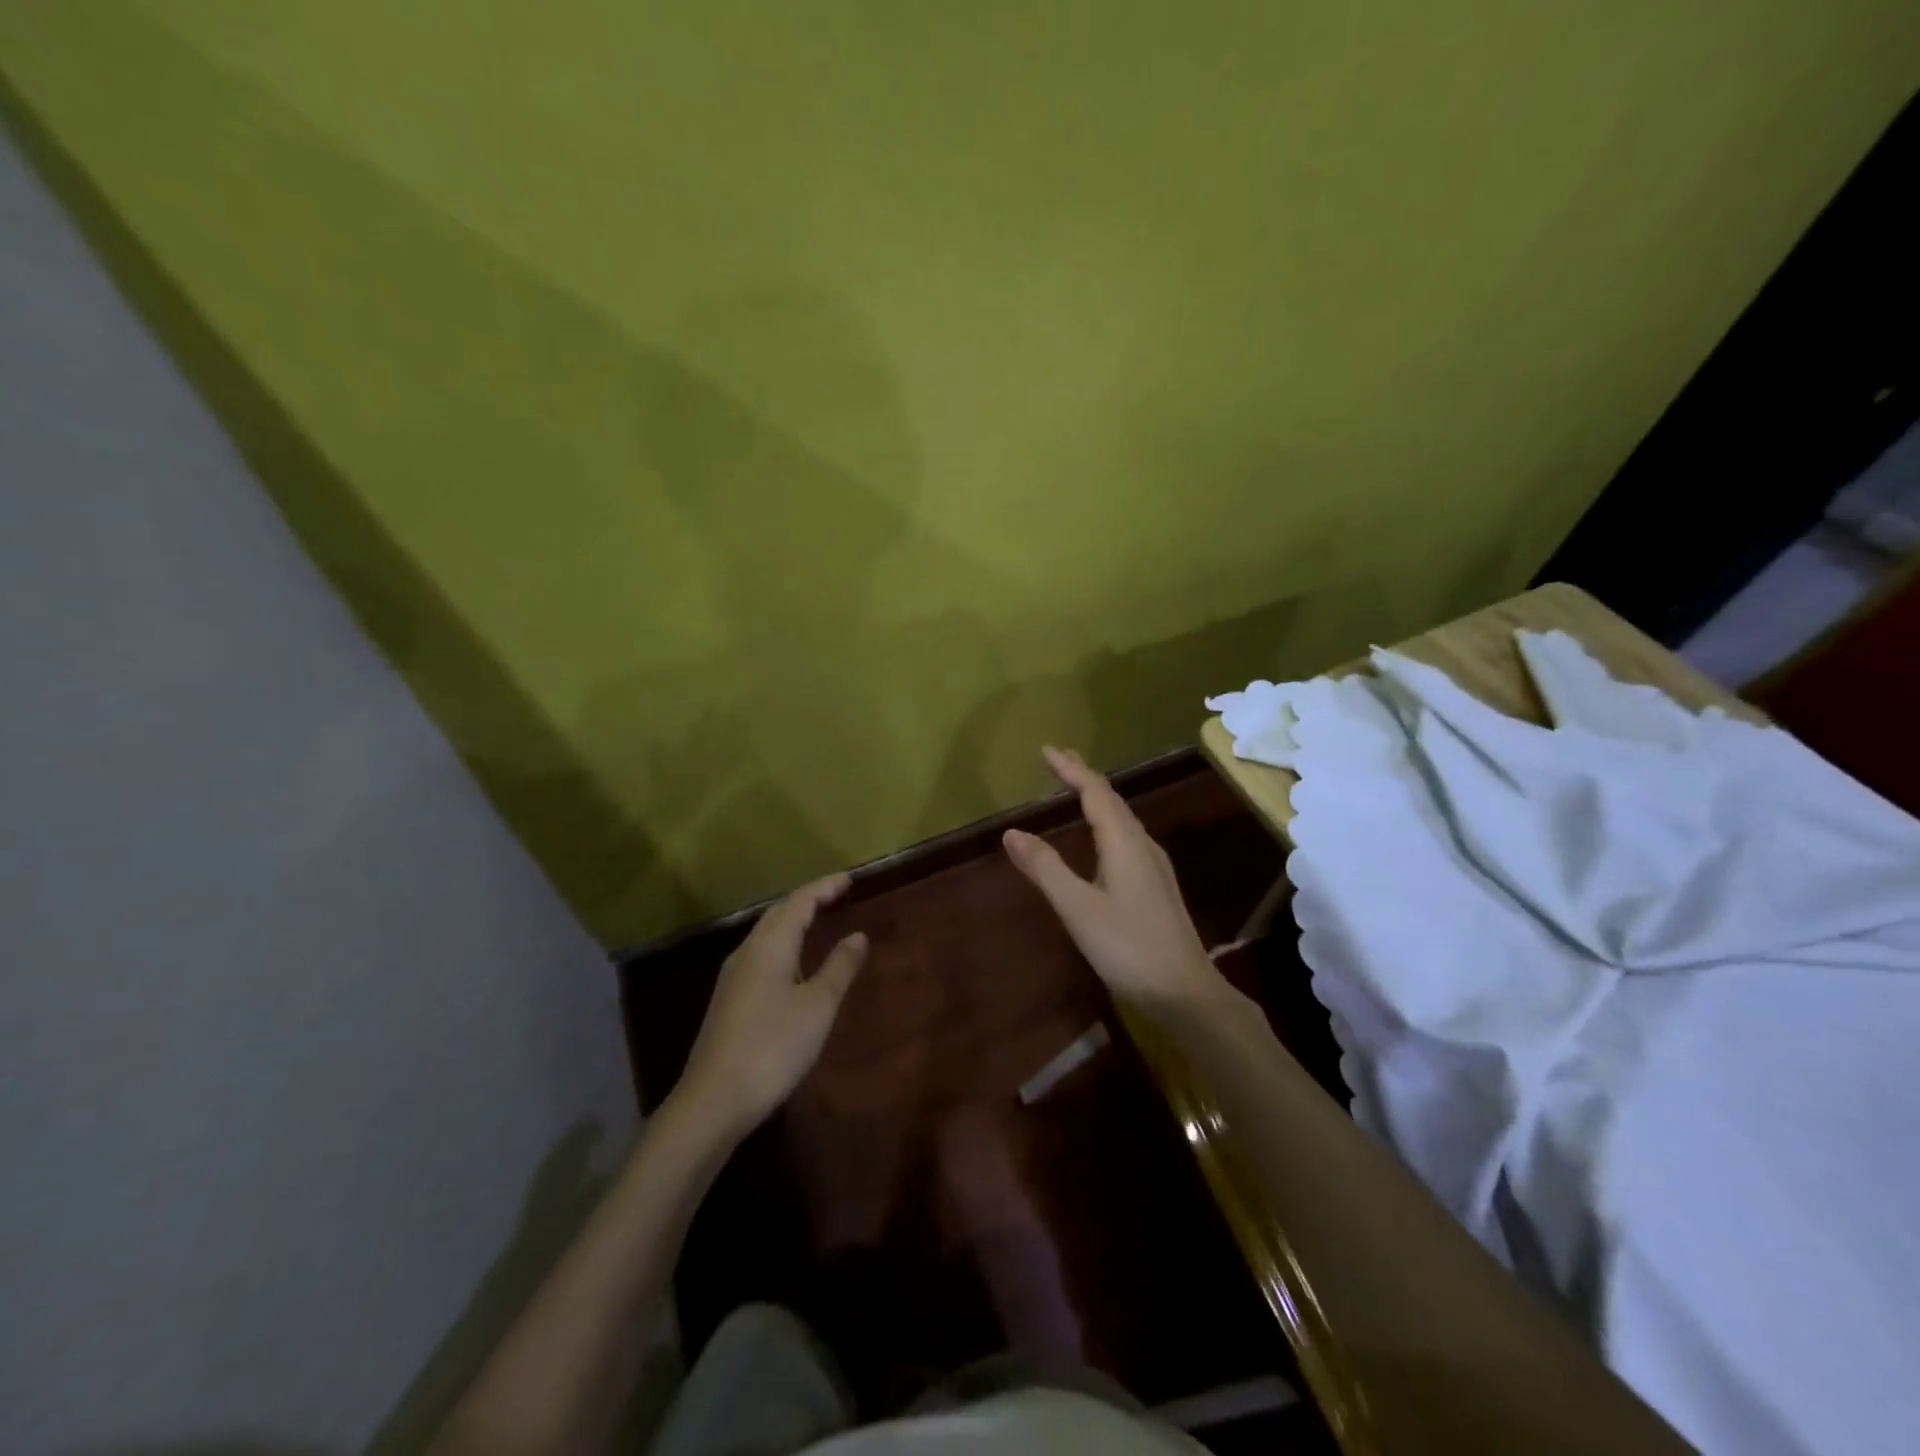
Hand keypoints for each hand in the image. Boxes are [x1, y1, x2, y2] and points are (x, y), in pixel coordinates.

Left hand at [676, 874, 868, 1137]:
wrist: (713, 1101)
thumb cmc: (773, 1047)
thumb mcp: (817, 1007)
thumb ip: (839, 967)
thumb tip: (858, 935)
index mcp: (770, 946)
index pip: (799, 902)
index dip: (825, 887)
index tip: (849, 879)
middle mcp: (747, 952)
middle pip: (778, 913)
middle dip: (808, 899)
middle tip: (837, 894)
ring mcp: (732, 977)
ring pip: (766, 934)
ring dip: (793, 920)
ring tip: (818, 920)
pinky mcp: (728, 1000)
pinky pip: (760, 954)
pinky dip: (783, 943)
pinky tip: (792, 962)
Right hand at [1004, 747, 1223, 1013]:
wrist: (1185, 992)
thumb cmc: (1128, 947)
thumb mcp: (1078, 908)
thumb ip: (1045, 868)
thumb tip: (1011, 831)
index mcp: (1125, 843)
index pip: (1096, 792)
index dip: (1072, 769)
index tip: (1046, 750)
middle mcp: (1143, 845)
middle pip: (1112, 800)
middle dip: (1085, 777)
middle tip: (1059, 760)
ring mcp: (1154, 866)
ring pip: (1122, 820)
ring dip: (1097, 799)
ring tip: (1076, 789)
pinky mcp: (1156, 886)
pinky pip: (1127, 838)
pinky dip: (1106, 823)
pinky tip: (1102, 839)